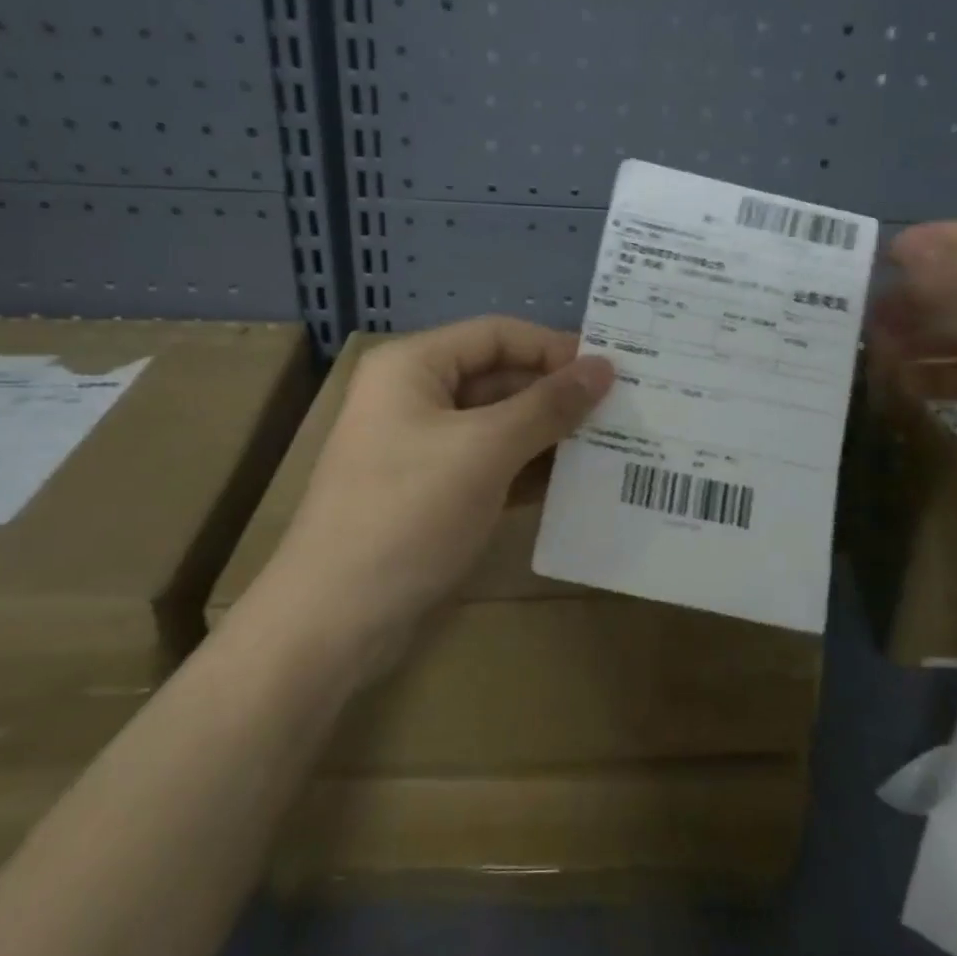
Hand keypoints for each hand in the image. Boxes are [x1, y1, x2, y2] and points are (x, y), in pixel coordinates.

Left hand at [250, 317, 612, 665]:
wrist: (334, 620)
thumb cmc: (408, 513)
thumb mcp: (485, 451)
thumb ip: (548, 406)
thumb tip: (605, 367)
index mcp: (413, 366)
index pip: (498, 335)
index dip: (554, 348)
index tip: (612, 371)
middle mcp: (414, 397)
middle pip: (499, 378)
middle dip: (556, 395)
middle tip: (622, 411)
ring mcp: (422, 447)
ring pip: (498, 425)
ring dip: (549, 435)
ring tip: (612, 446)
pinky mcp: (432, 492)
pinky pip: (490, 465)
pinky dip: (528, 471)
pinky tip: (575, 484)